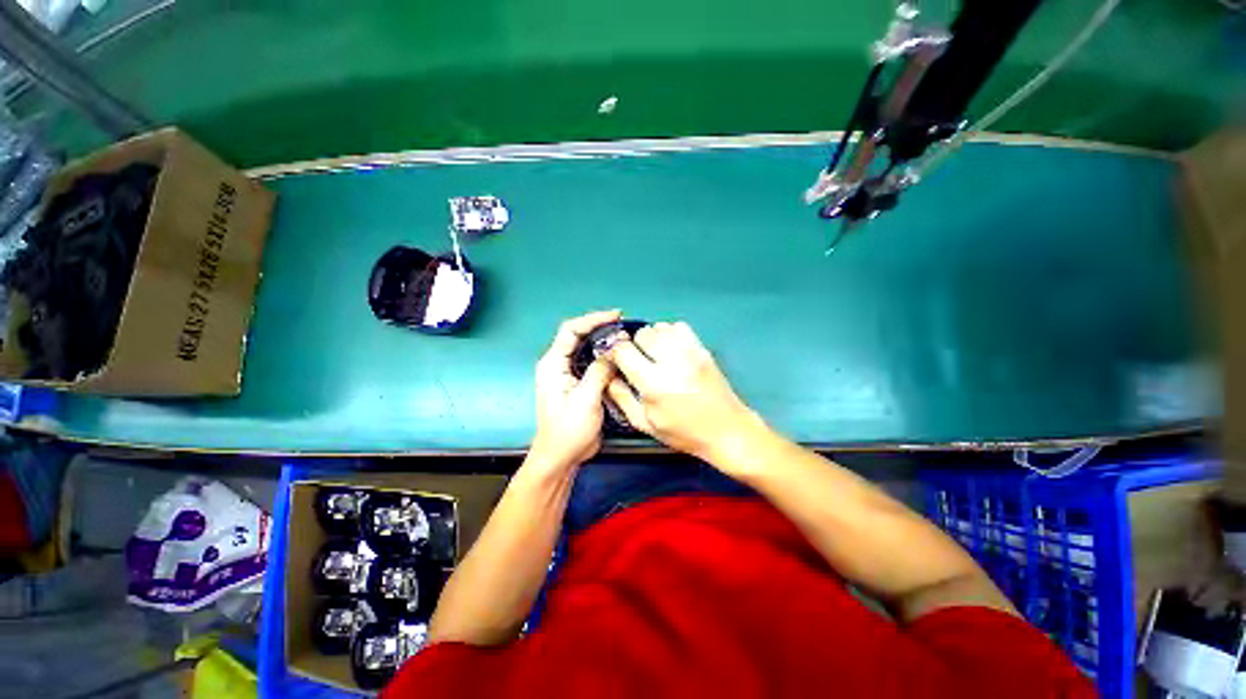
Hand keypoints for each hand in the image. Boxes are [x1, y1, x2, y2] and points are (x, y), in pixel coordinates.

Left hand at [529, 310, 619, 470]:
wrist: (561, 457)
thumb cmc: (568, 430)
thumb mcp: (586, 399)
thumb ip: (599, 372)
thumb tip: (615, 350)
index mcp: (553, 364)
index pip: (571, 330)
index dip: (593, 319)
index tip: (616, 316)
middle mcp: (558, 365)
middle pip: (578, 337)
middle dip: (601, 329)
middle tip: (625, 327)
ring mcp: (567, 376)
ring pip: (586, 351)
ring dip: (604, 345)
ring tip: (626, 342)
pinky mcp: (577, 387)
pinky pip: (591, 366)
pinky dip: (605, 361)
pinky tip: (621, 362)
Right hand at [607, 322, 763, 462]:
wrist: (727, 430)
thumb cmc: (684, 433)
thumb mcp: (646, 424)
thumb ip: (622, 399)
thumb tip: (608, 378)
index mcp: (654, 384)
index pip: (623, 350)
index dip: (615, 354)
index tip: (616, 362)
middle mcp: (672, 362)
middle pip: (642, 334)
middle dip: (635, 346)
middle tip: (639, 363)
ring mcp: (690, 352)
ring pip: (659, 327)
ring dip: (653, 339)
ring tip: (656, 357)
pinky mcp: (703, 349)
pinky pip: (678, 327)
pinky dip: (670, 334)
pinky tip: (672, 352)